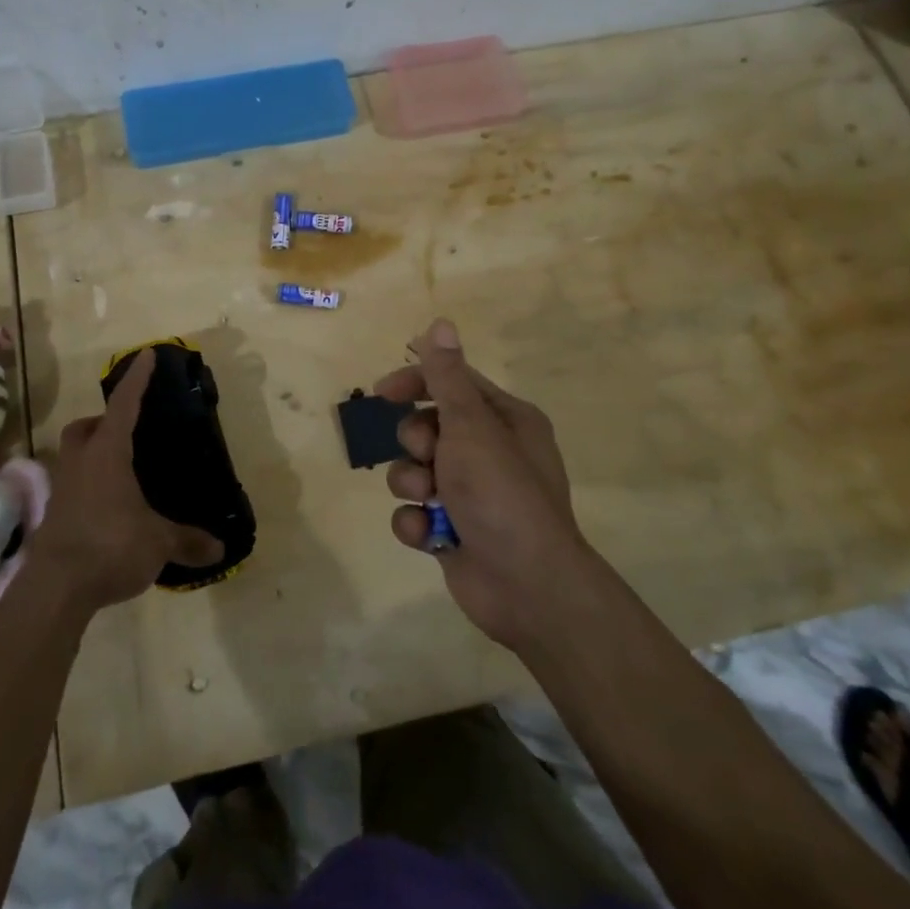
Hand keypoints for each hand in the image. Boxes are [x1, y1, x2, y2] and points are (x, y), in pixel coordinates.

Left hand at [27, 348, 223, 615]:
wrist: (55, 589)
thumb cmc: (110, 546)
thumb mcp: (158, 543)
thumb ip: (188, 541)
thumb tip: (220, 548)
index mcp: (108, 454)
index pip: (125, 405)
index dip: (138, 380)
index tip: (147, 355)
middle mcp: (81, 463)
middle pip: (85, 428)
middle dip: (103, 423)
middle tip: (127, 432)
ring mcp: (63, 489)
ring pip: (74, 456)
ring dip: (93, 455)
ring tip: (122, 472)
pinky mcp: (54, 516)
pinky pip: (73, 487)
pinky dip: (90, 487)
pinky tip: (110, 508)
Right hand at [373, 319, 593, 650]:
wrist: (527, 586)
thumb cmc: (501, 492)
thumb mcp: (471, 425)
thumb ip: (447, 376)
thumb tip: (440, 323)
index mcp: (504, 420)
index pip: (451, 383)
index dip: (415, 383)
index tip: (382, 392)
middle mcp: (489, 453)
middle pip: (427, 427)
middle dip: (415, 441)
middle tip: (428, 456)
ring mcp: (470, 494)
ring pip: (414, 471)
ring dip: (411, 483)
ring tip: (428, 499)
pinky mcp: (453, 531)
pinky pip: (414, 513)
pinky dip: (416, 524)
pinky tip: (430, 536)